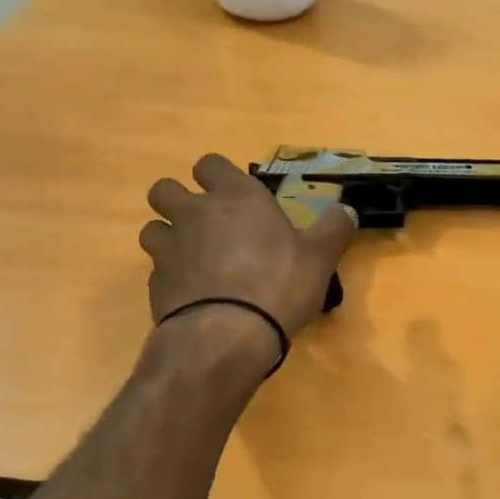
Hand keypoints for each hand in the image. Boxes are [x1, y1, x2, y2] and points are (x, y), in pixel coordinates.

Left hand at [142, 153, 356, 347]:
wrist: (228, 334)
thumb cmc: (280, 283)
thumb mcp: (320, 257)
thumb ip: (333, 229)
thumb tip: (347, 210)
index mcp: (236, 196)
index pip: (210, 164)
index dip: (217, 177)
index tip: (231, 195)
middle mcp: (195, 212)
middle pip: (165, 189)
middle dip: (178, 201)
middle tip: (204, 224)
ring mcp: (169, 247)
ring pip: (152, 228)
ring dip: (167, 238)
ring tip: (192, 259)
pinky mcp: (154, 282)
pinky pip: (156, 269)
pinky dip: (170, 277)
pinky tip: (191, 295)